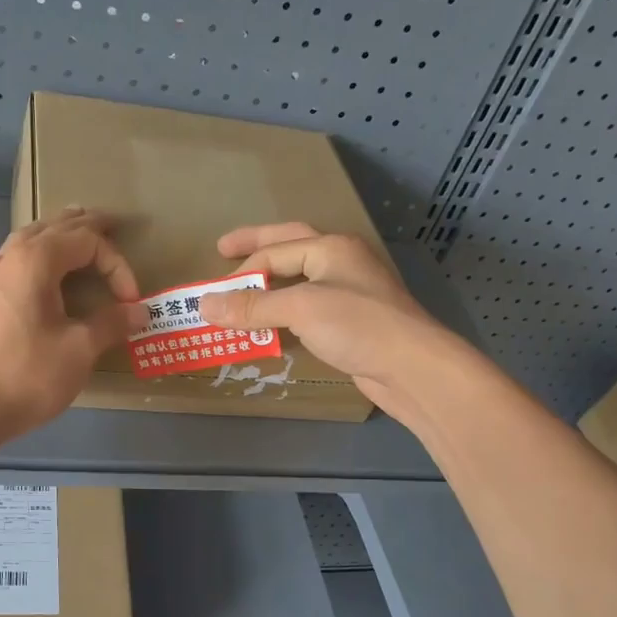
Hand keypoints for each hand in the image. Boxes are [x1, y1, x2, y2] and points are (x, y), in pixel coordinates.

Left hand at [0, 208, 146, 446]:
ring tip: (70, 237)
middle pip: (50, 229)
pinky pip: (6, 273)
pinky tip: (26, 286)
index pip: (87, 241)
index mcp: (35, 260)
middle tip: (109, 221)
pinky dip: (27, 268)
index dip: (116, 265)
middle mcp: (7, 259)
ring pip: (23, 245)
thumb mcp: (79, 350)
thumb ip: (111, 324)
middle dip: (83, 226)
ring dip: (52, 238)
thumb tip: (139, 310)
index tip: (131, 301)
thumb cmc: (26, 374)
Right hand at [196, 223, 455, 418]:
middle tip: (223, 250)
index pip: (275, 251)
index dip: (241, 272)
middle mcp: (341, 263)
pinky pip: (308, 309)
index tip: (210, 295)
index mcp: (331, 247)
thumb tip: (205, 304)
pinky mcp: (351, 323)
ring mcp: (349, 292)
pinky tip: (272, 324)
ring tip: (242, 290)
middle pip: (290, 247)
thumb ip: (253, 306)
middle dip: (256, 249)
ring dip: (270, 284)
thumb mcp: (300, 309)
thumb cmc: (358, 326)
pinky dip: (284, 312)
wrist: (412, 368)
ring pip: (299, 280)